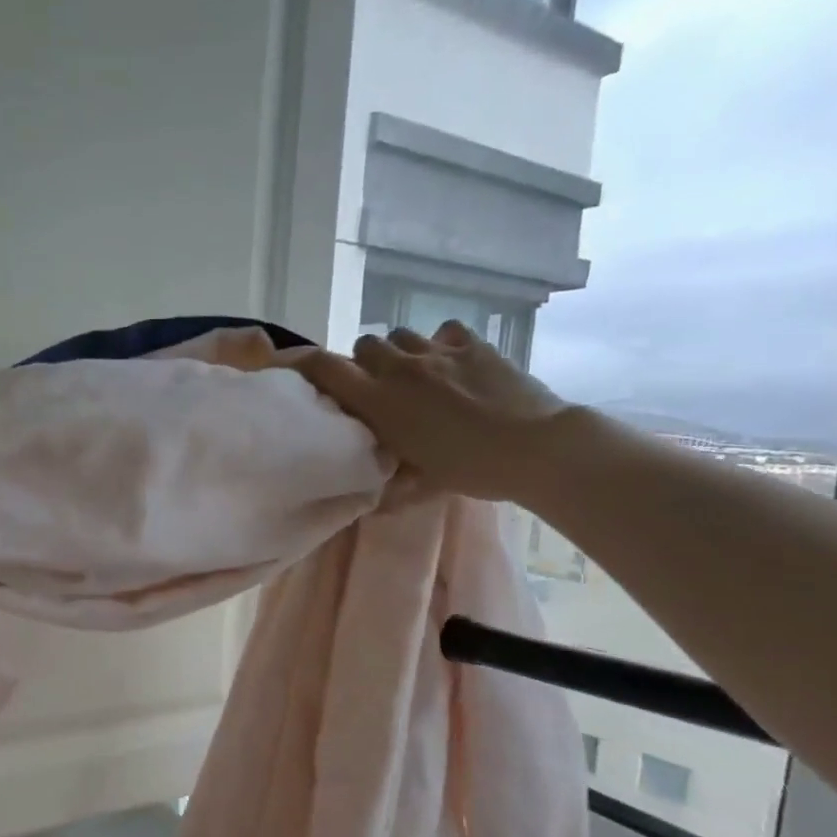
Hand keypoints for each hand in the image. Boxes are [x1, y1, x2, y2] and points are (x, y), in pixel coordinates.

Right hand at [296, 323, 572, 501]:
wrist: (535, 447)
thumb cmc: (469, 469)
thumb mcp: (418, 483)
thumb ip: (388, 485)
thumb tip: (370, 505)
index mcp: (378, 399)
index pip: (324, 367)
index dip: (305, 364)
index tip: (301, 372)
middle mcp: (400, 367)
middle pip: (363, 344)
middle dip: (364, 362)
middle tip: (377, 389)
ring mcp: (438, 351)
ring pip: (401, 335)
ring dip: (400, 352)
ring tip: (415, 375)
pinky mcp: (473, 344)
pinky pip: (444, 332)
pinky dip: (441, 344)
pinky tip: (453, 363)